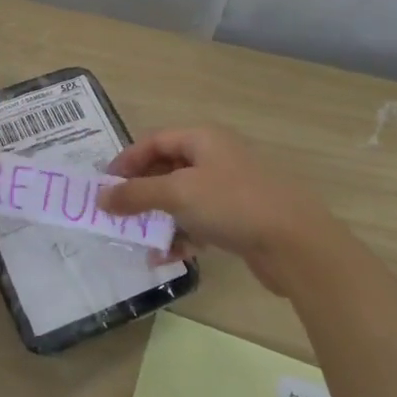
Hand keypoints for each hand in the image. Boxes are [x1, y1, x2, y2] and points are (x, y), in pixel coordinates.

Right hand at [97, 126, 346, 293]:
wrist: (295, 243)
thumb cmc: (232, 204)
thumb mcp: (178, 193)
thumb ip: (136, 194)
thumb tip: (101, 197)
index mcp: (203, 139)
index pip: (154, 141)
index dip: (126, 161)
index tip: (104, 186)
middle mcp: (215, 157)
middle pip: (166, 169)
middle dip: (140, 193)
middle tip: (116, 215)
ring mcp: (228, 188)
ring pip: (181, 199)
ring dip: (159, 219)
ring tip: (139, 240)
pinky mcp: (237, 218)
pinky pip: (199, 221)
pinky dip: (181, 236)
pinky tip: (168, 257)